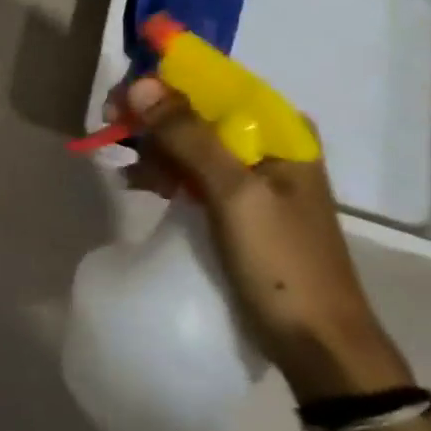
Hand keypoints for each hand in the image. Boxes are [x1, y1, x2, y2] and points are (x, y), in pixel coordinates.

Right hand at [112, 77, 412, 400]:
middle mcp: (268, 145)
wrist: (319, 347)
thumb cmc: (282, 264)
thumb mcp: (234, 194)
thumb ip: (189, 136)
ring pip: (190, 141)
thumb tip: (140, 83)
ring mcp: (252, 177)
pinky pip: (191, 172)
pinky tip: (136, 183)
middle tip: (111, 128)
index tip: (122, 96)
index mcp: (280, 132)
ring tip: (123, 164)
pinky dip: (163, 172)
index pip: (215, 84)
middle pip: (198, 111)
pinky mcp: (236, 205)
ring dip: (153, 146)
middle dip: (153, 117)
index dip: (164, 83)